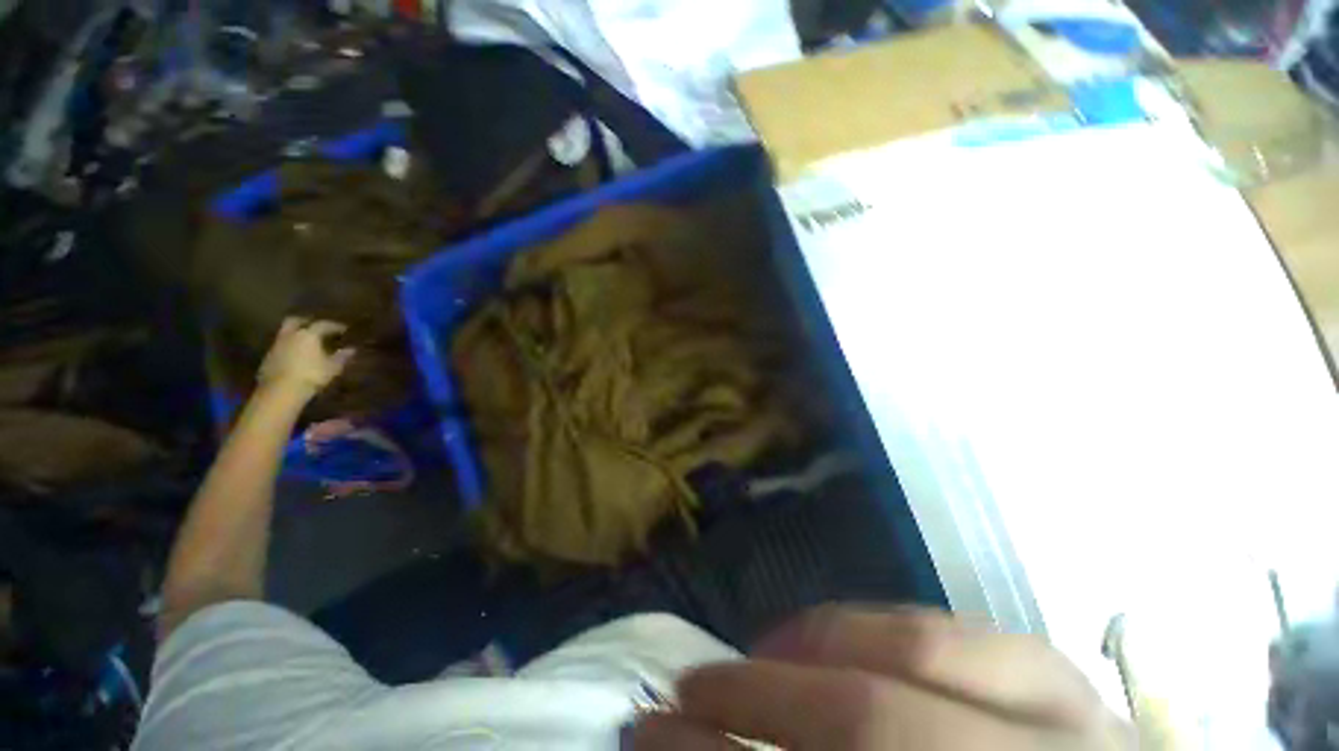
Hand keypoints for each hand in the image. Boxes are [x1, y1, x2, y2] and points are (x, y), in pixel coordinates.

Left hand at [257, 318, 354, 397]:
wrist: (280, 390)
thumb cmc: (311, 375)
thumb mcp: (332, 368)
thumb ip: (342, 357)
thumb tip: (351, 349)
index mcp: (308, 334)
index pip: (322, 324)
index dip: (334, 326)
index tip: (343, 329)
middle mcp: (291, 335)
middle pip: (295, 321)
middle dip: (305, 322)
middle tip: (315, 326)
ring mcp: (277, 345)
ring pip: (286, 333)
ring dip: (296, 334)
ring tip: (306, 341)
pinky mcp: (269, 356)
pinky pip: (281, 345)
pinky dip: (289, 346)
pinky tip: (296, 354)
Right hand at [630, 606, 1133, 749]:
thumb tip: (694, 750)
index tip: (649, 734)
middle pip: (872, 723)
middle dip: (756, 697)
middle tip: (689, 691)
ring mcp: (1072, 718)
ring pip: (915, 649)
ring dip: (813, 645)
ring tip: (760, 656)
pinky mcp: (1067, 678)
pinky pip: (947, 627)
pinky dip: (872, 626)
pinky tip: (835, 640)